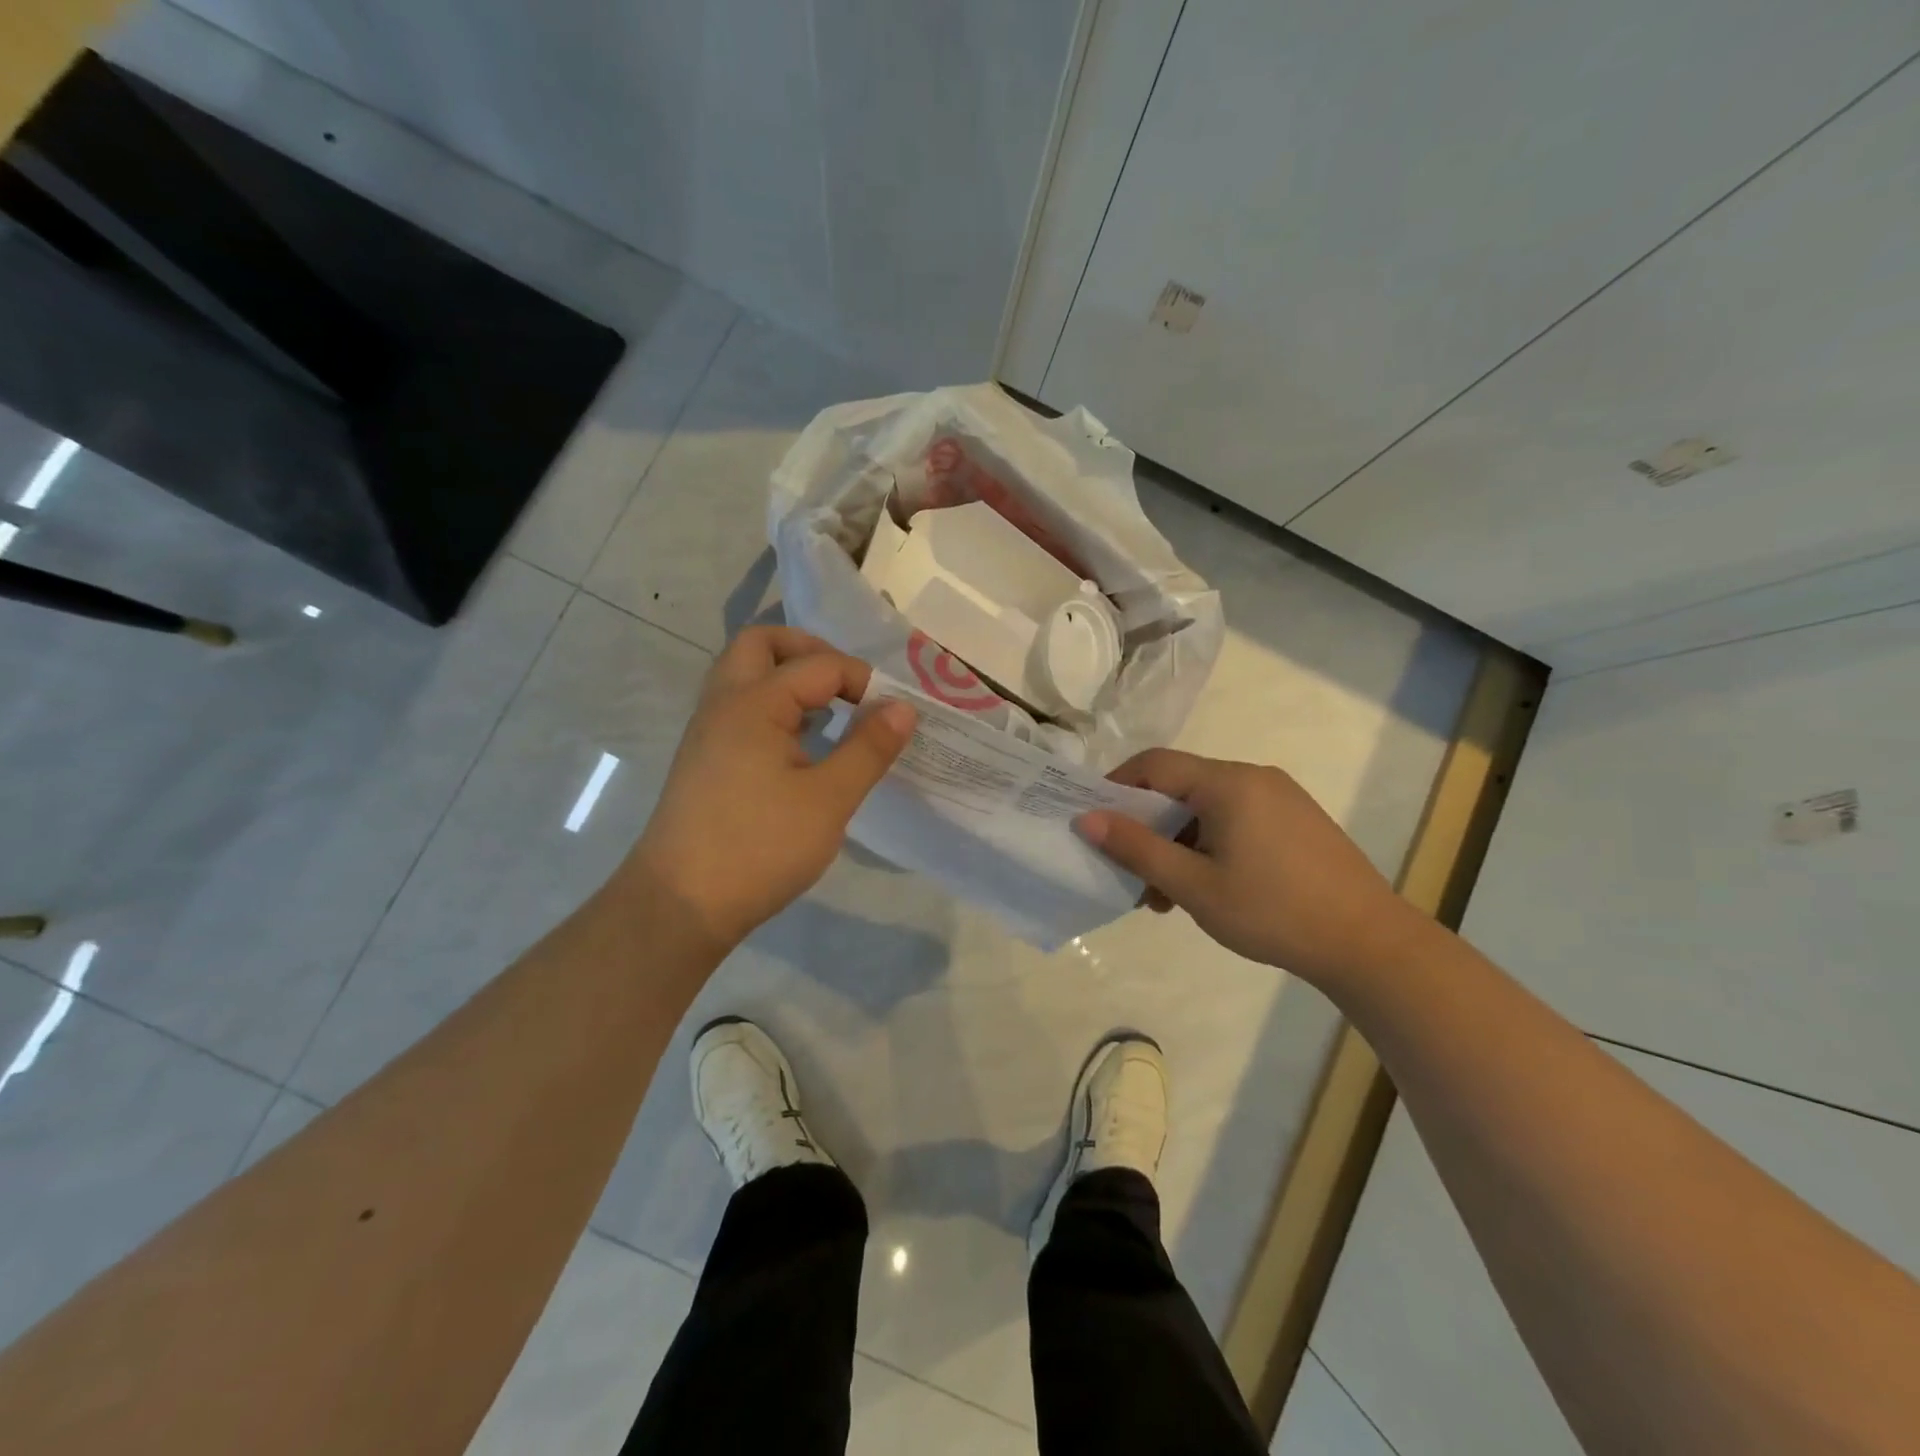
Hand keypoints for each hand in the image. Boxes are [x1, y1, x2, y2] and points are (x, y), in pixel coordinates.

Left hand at [627, 627, 914, 950]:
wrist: (680, 904)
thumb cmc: (760, 847)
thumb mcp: (829, 800)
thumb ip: (869, 748)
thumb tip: (903, 708)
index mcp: (753, 703)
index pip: (819, 665)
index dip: (863, 681)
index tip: (891, 715)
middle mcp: (723, 703)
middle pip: (762, 644)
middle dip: (810, 652)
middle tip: (847, 685)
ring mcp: (707, 731)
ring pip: (745, 675)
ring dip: (788, 678)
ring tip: (830, 713)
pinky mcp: (704, 759)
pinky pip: (740, 708)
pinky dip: (774, 707)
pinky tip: (802, 746)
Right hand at [1078, 749, 1423, 985]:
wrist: (1369, 944)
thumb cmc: (1272, 911)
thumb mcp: (1193, 885)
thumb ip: (1137, 848)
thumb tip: (1085, 819)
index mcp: (1228, 782)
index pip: (1154, 764)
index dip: (1116, 786)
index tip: (1093, 821)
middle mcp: (1253, 777)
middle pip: (1180, 787)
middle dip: (1148, 826)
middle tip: (1131, 872)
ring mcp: (1280, 798)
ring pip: (1207, 808)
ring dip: (1177, 842)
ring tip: (1166, 895)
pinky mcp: (1296, 821)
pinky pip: (1236, 820)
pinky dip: (1209, 845)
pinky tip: (1207, 888)